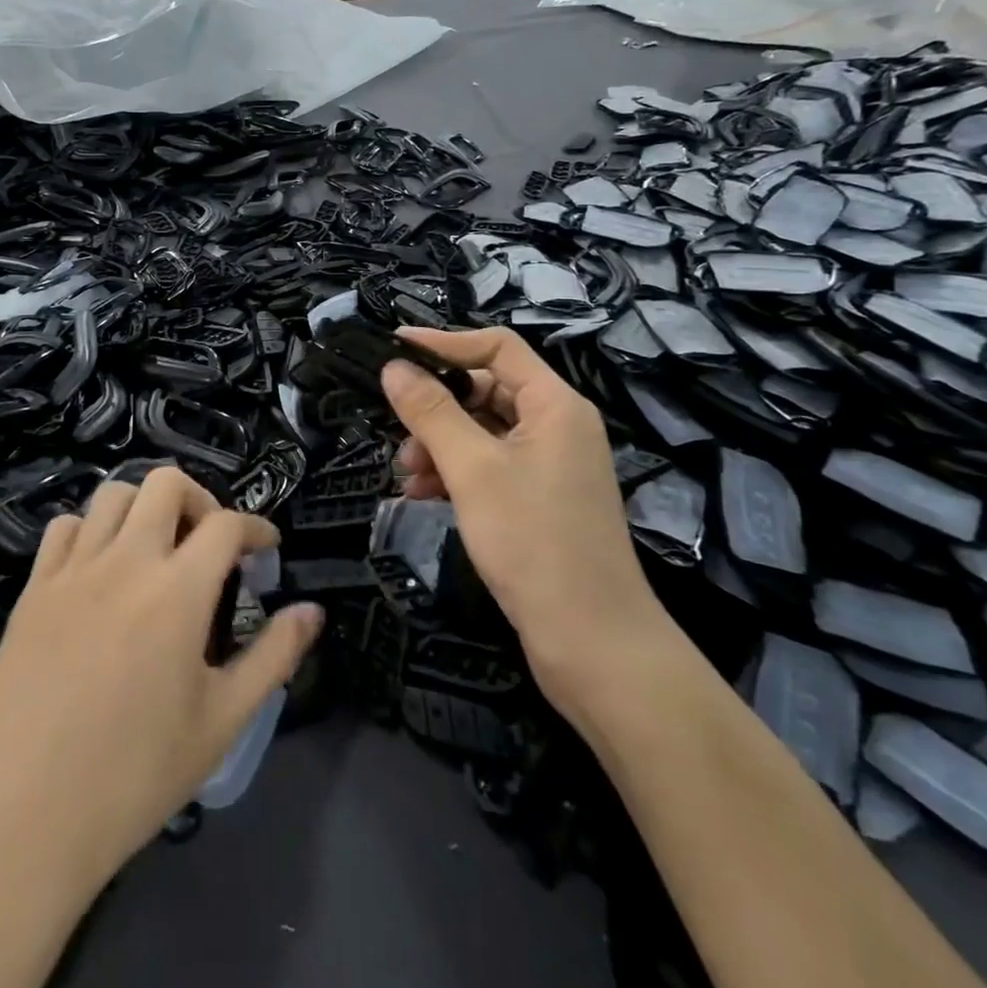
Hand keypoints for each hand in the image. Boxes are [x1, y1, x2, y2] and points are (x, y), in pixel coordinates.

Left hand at [0, 468, 321, 899]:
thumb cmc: (133, 776)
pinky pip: (64, 527)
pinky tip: (100, 568)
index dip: (255, 528)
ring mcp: (73, 570)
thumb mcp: (221, 722)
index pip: (226, 524)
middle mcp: (126, 561)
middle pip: (166, 483)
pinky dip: (91, 530)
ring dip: (145, 507)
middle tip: (208, 543)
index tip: (266, 549)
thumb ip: (274, 657)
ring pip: (113, 493)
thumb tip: (313, 611)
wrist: (19, 819)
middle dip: (199, 499)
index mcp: (177, 591)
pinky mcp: (33, 589)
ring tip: (156, 549)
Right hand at [380, 327, 672, 711]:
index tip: (393, 349)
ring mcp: (551, 466)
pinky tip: (425, 498)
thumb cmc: (533, 542)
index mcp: (555, 404)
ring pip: (483, 432)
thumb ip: (430, 412)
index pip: (497, 347)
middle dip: (437, 409)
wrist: (593, 645)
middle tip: (398, 432)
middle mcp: (558, 426)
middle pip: (487, 390)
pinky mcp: (540, 500)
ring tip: (408, 477)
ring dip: (440, 446)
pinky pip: (490, 467)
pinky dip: (456, 474)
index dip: (444, 343)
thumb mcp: (472, 469)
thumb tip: (393, 367)